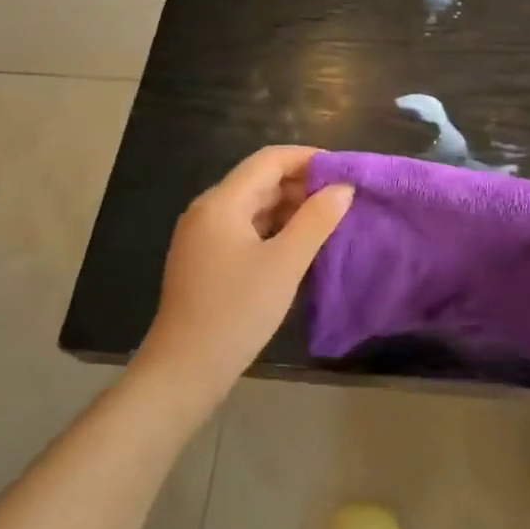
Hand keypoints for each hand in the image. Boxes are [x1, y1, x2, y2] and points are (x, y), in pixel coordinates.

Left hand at [136, 147, 353, 402]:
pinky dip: (274, 229)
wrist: (184, 370)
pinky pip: (245, 229)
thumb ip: (317, 220)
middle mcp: (208, 211)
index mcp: (222, 202)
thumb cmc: (236, 311)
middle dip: (302, 184)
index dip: (308, 158)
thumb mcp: (285, 263)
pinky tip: (299, 245)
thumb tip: (343, 188)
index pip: (269, 160)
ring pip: (253, 206)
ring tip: (329, 220)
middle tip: (343, 198)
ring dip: (290, 207)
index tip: (344, 170)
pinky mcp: (206, 260)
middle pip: (260, 181)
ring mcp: (203, 237)